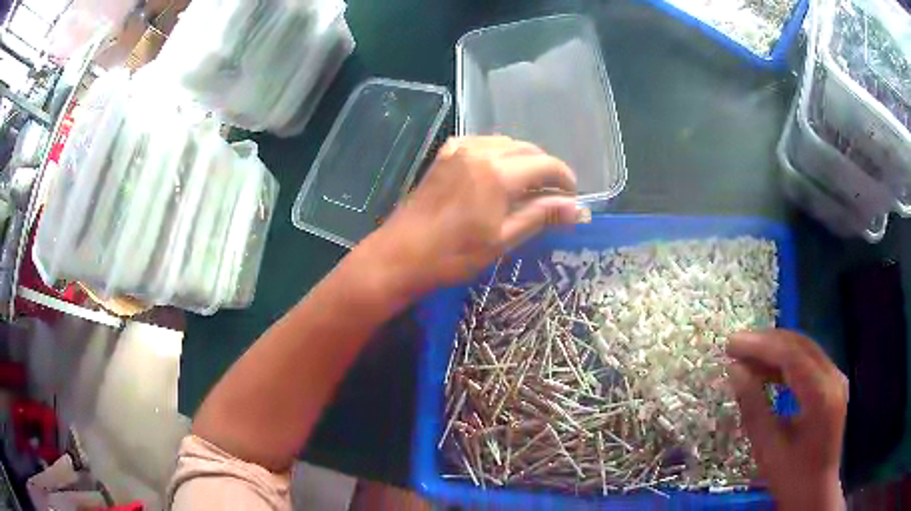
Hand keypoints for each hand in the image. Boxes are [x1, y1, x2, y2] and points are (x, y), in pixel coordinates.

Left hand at [358, 136, 578, 296]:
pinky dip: (499, 154)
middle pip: (527, 150)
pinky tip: (499, 174)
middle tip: (553, 195)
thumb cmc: (453, 255)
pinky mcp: (445, 155)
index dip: (564, 178)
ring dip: (523, 160)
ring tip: (529, 187)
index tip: (573, 197)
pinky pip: (482, 144)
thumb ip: (542, 216)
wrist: (400, 254)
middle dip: (545, 169)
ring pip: (505, 144)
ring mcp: (459, 149)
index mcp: (498, 172)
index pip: (546, 165)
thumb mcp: (503, 239)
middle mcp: (481, 151)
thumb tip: (579, 210)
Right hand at [727, 330, 847, 510]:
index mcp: (821, 395)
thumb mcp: (768, 448)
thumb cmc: (791, 477)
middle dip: (767, 342)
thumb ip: (753, 406)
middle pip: (800, 344)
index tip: (731, 344)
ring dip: (775, 350)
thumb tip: (734, 371)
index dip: (760, 346)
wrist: (815, 492)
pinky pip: (809, 362)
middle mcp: (833, 377)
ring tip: (747, 358)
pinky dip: (786, 362)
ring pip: (805, 349)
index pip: (791, 355)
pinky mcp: (832, 384)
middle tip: (736, 346)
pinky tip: (767, 371)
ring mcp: (835, 378)